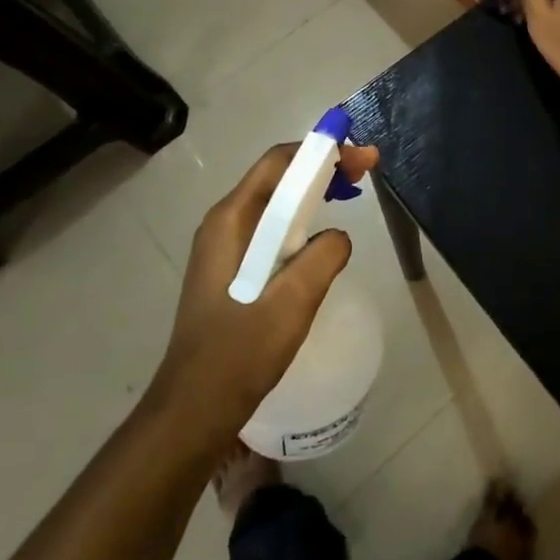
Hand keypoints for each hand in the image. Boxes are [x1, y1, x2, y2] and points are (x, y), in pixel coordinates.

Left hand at [144, 141, 379, 452]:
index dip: (323, 151)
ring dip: (313, 192)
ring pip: (274, 203)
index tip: (364, 158)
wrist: (195, 407)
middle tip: (365, 174)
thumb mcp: (292, 302)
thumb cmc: (240, 353)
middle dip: (322, 167)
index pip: (279, 163)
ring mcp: (223, 247)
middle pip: (277, 177)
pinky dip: (301, 219)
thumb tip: (339, 236)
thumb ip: (323, 257)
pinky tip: (320, 237)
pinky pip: (270, 228)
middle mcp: (223, 224)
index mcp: (231, 221)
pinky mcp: (230, 269)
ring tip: (350, 195)